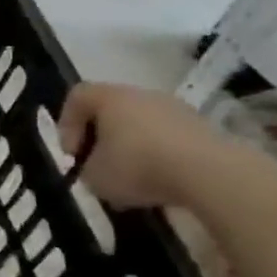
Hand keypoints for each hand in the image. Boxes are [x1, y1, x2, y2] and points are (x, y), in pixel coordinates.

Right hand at [57, 83, 237, 210]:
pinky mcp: (202, 128)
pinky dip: (158, 156)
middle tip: (98, 166)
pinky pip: (167, 139)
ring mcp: (176, 109)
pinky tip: (159, 182)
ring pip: (141, 125)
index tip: (72, 154)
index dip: (66, 124)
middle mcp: (142, 95)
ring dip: (131, 148)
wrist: (210, 173)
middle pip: (111, 110)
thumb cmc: (138, 166)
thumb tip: (97, 166)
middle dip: (100, 138)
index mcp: (110, 97)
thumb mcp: (93, 176)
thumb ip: (86, 167)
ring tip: (131, 180)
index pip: (77, 96)